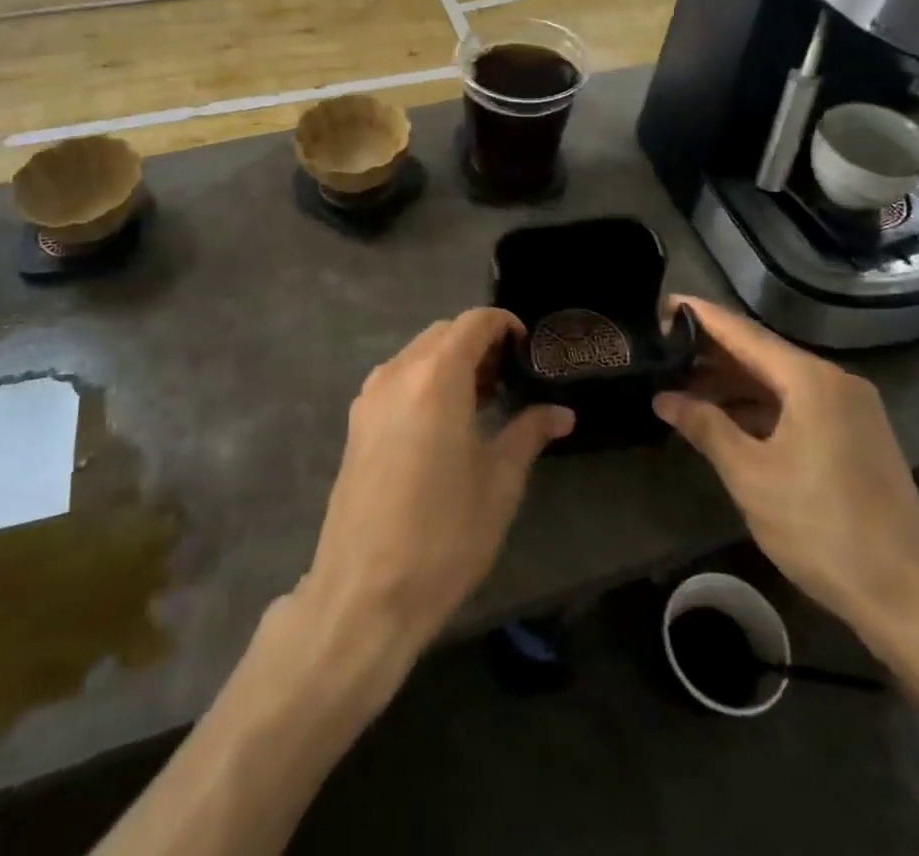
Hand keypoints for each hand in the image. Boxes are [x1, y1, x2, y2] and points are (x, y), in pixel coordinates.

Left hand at [300, 310, 573, 654]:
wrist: (365, 594)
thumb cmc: (444, 535)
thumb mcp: (499, 483)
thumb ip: (529, 434)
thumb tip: (562, 414)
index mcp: (435, 377)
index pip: (472, 323)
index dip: (503, 324)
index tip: (527, 346)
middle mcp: (397, 374)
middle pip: (442, 334)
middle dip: (477, 343)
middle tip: (510, 376)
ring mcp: (370, 398)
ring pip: (416, 355)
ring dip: (449, 362)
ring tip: (482, 398)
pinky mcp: (356, 424)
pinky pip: (396, 380)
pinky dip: (424, 381)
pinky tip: (444, 421)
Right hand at [653, 297, 918, 653]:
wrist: (913, 600)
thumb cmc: (823, 528)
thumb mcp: (751, 476)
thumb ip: (705, 427)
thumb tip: (664, 398)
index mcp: (811, 380)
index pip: (742, 332)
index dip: (699, 317)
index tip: (660, 305)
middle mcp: (835, 382)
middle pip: (762, 352)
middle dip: (711, 352)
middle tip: (662, 351)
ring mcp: (851, 409)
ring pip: (779, 381)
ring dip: (733, 383)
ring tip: (683, 386)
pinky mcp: (856, 437)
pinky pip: (797, 404)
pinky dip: (759, 407)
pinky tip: (727, 419)